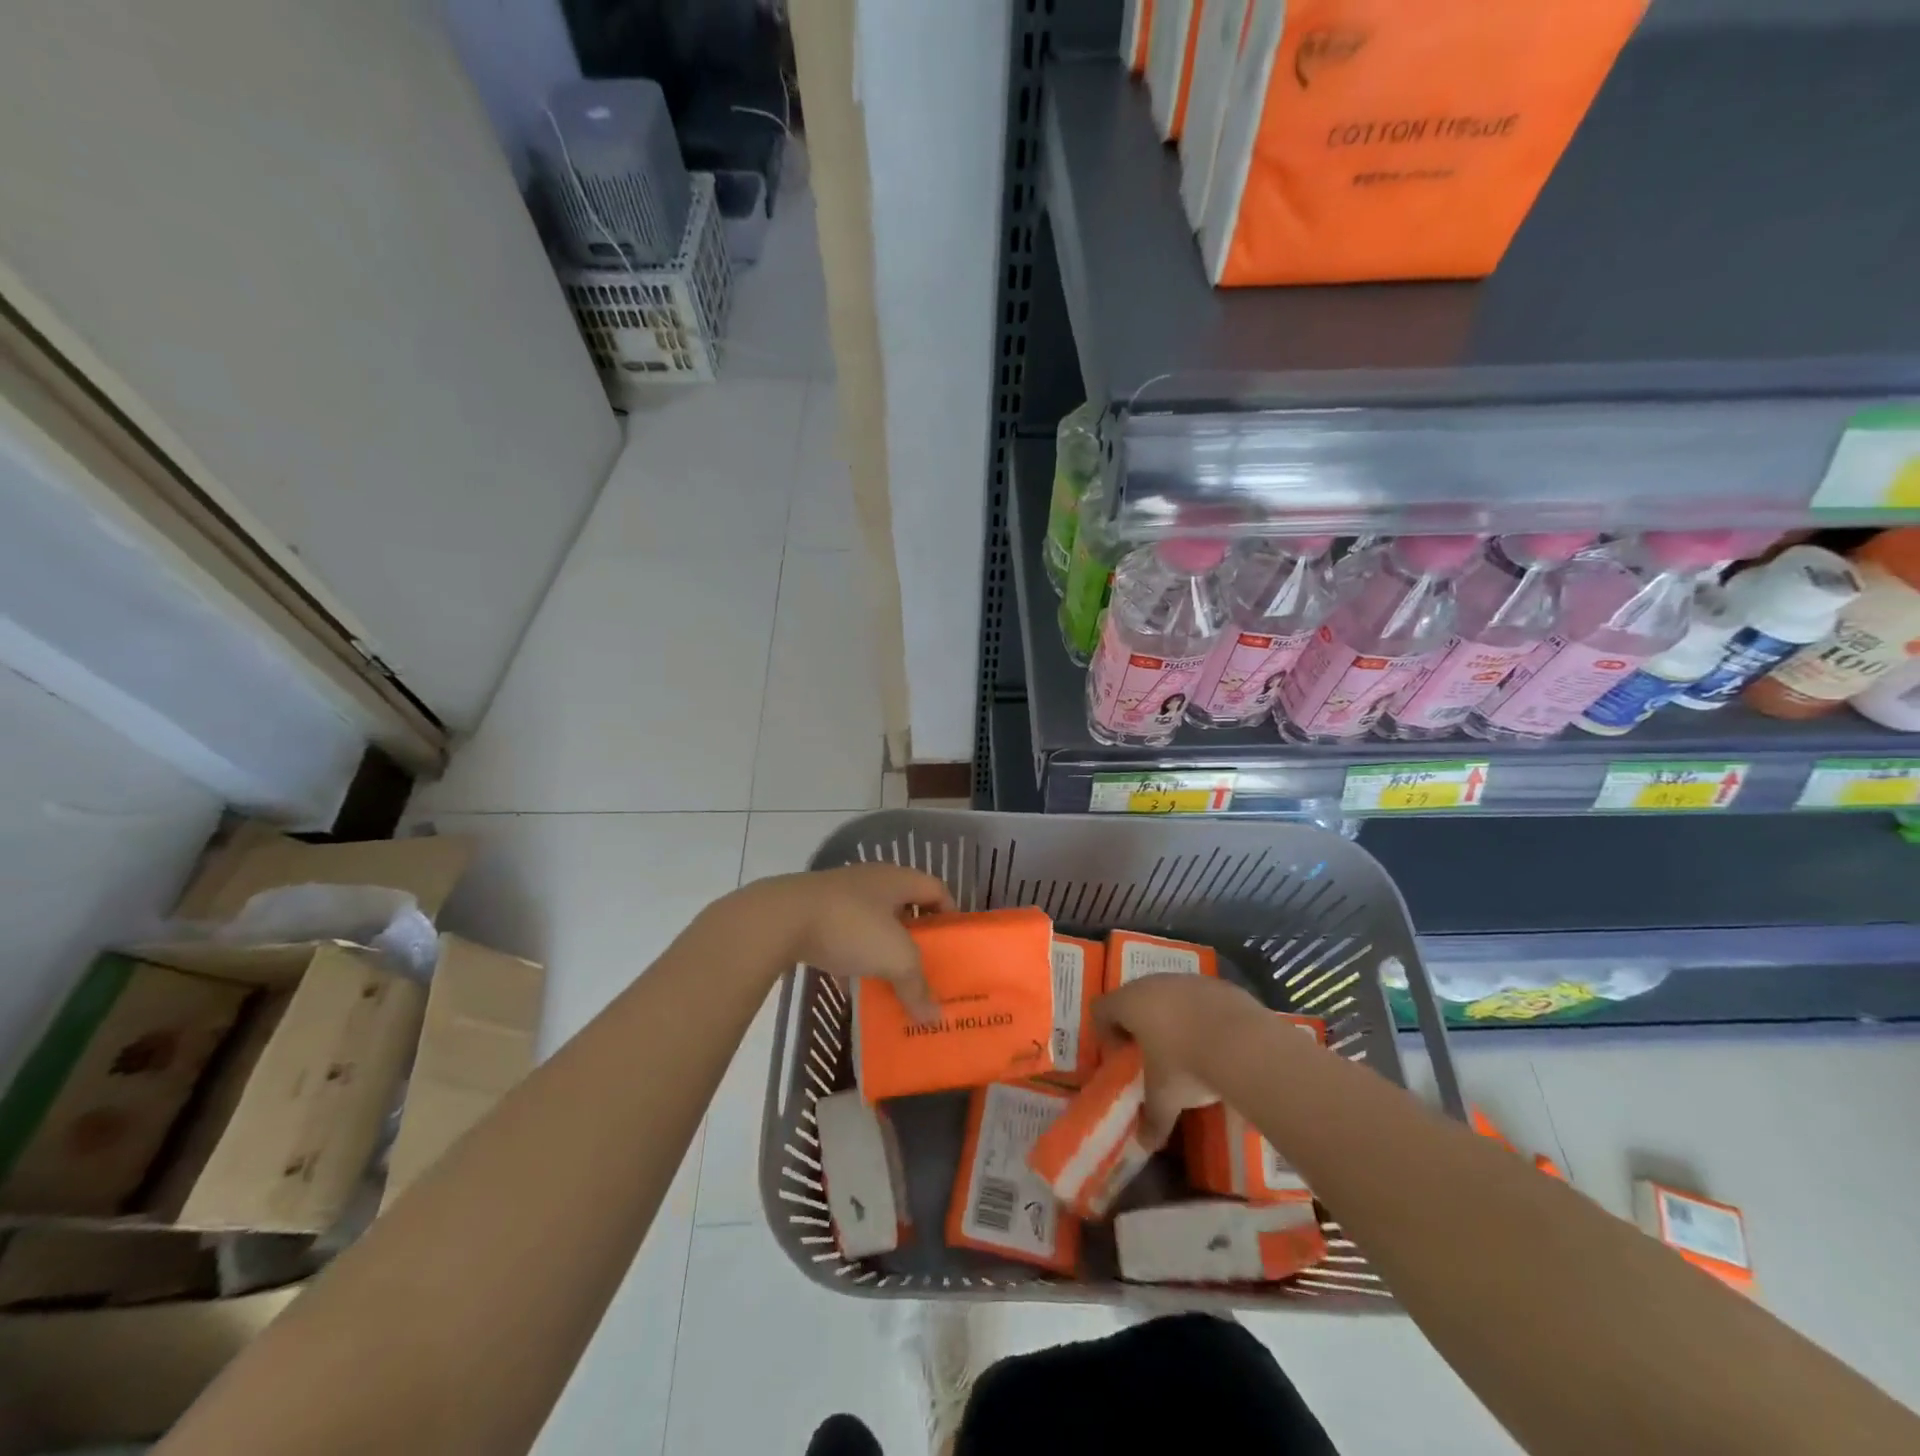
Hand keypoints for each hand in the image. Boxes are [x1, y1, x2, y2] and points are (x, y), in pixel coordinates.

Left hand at [747, 863, 952, 1020]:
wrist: (780, 918)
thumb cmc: (851, 926)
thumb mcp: (895, 959)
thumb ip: (916, 987)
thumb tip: (934, 1018)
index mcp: (897, 879)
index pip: (936, 888)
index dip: (950, 913)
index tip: (953, 944)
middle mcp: (870, 881)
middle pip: (903, 906)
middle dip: (915, 937)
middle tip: (926, 966)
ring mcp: (838, 896)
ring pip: (870, 923)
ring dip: (881, 950)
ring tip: (891, 980)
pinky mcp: (812, 913)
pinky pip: (841, 937)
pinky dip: (849, 959)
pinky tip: (849, 987)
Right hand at [1096, 974, 1268, 1145]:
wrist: (1246, 1045)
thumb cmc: (1187, 1066)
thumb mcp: (1165, 1099)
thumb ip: (1151, 1119)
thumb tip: (1144, 1144)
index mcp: (1131, 1002)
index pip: (1101, 1009)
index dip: (1106, 1033)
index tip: (1123, 1058)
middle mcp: (1154, 983)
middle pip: (1134, 997)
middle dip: (1139, 1025)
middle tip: (1152, 1056)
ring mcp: (1188, 979)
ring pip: (1168, 995)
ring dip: (1171, 1017)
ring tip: (1187, 1049)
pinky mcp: (1218, 984)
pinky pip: (1199, 998)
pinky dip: (1200, 1015)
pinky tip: (1216, 1042)